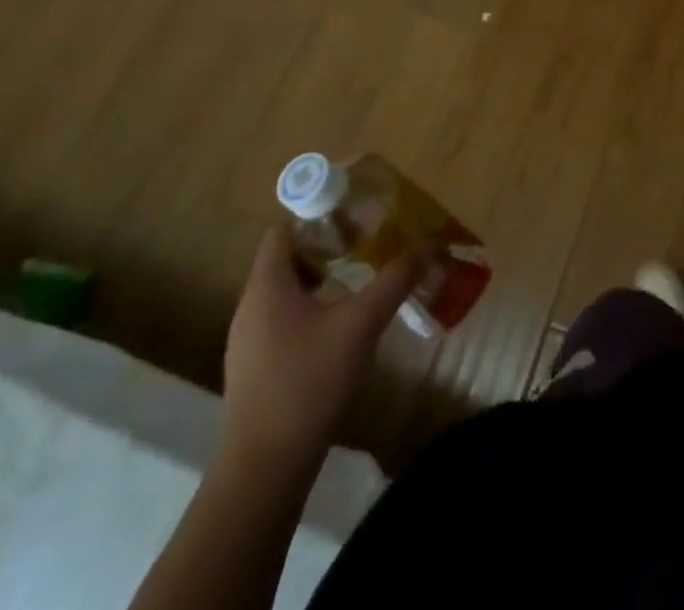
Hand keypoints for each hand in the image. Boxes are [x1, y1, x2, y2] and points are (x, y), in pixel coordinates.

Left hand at [220, 229, 429, 464]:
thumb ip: (396, 278)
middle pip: (287, 258)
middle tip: (369, 240)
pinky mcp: (258, 369)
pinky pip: (285, 319)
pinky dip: (314, 307)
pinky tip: (343, 323)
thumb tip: (433, 242)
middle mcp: (251, 307)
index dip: (317, 213)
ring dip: (323, 277)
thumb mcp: (361, 323)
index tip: (356, 212)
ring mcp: (250, 342)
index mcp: (267, 287)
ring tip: (362, 275)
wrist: (264, 471)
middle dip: (328, 244)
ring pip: (287, 291)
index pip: (284, 230)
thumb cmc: (308, 383)